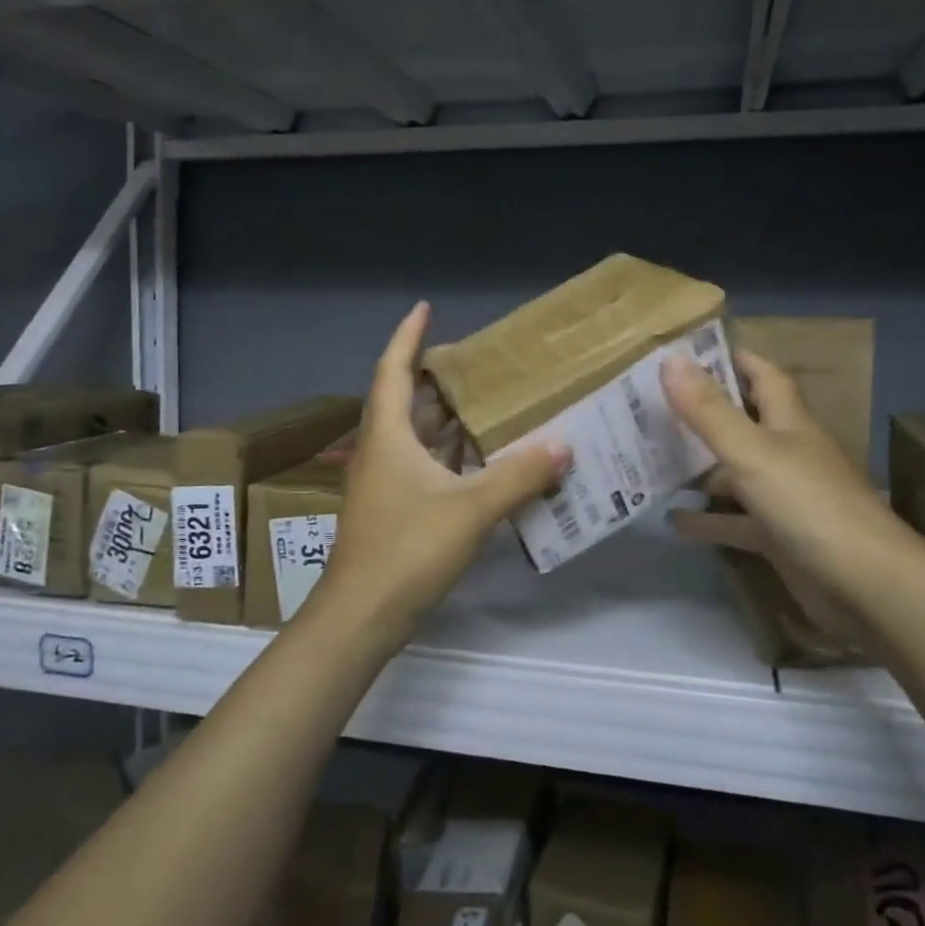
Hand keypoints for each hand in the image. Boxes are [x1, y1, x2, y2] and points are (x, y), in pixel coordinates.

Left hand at [318, 302, 569, 642]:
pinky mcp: (393, 511)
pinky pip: (424, 467)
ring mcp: (384, 484)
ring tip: (486, 403)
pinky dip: (450, 456)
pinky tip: (481, 461)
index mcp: (389, 436)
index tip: (425, 308)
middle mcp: (381, 452)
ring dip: (445, 419)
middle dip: (434, 377)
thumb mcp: (471, 509)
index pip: (393, 370)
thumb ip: (519, 475)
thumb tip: (563, 443)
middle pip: (405, 401)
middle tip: (475, 362)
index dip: (408, 337)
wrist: (361, 617)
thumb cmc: (407, 550)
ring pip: (415, 437)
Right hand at [661, 349, 917, 601]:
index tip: (689, 351)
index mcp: (788, 422)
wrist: (868, 587)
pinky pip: (735, 522)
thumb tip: (670, 357)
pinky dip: (707, 520)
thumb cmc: (810, 505)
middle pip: (742, 423)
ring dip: (699, 468)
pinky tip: (671, 520)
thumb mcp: (752, 452)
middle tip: (650, 406)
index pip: (762, 375)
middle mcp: (788, 453)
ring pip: (735, 474)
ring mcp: (785, 498)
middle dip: (703, 414)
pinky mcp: (780, 538)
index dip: (732, 359)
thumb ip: (709, 410)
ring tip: (649, 460)